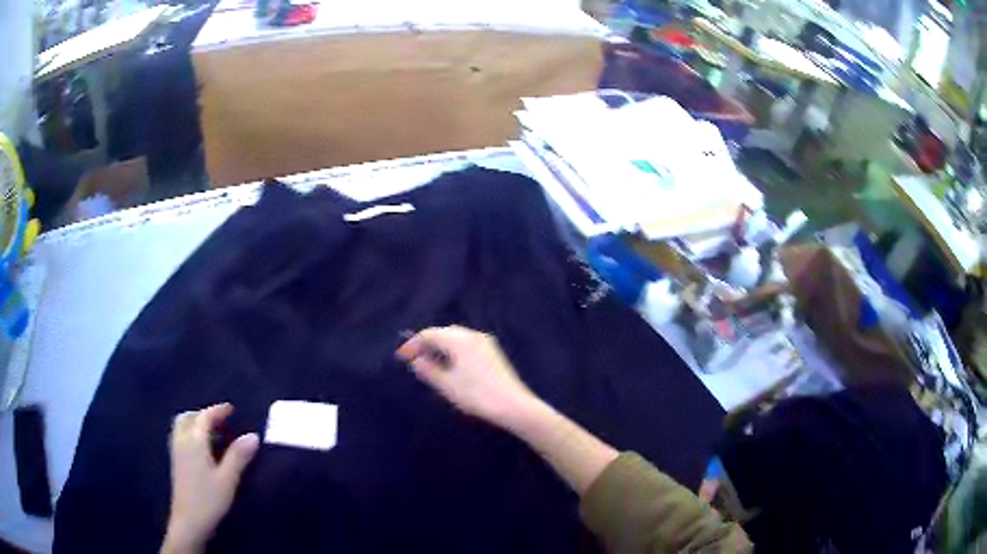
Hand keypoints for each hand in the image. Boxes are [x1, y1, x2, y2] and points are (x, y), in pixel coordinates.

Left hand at [162, 404, 258, 553]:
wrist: (189, 520)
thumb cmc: (209, 499)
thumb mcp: (228, 479)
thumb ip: (238, 456)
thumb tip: (253, 436)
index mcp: (194, 441)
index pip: (204, 417)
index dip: (217, 411)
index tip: (231, 409)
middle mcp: (181, 441)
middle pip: (188, 418)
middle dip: (202, 414)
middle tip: (219, 419)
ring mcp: (176, 451)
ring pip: (181, 426)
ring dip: (194, 423)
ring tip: (211, 431)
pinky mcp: (176, 462)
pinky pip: (180, 436)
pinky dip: (190, 432)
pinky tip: (201, 447)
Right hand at [397, 326, 541, 429]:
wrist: (514, 405)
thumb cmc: (477, 395)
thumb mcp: (447, 385)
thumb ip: (428, 370)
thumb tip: (416, 361)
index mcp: (459, 340)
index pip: (430, 334)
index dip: (413, 344)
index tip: (401, 356)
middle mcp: (472, 335)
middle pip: (443, 333)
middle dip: (427, 344)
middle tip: (413, 359)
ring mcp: (485, 342)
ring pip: (455, 338)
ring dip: (440, 347)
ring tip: (428, 364)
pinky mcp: (491, 352)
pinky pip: (466, 344)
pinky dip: (453, 351)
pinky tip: (449, 365)